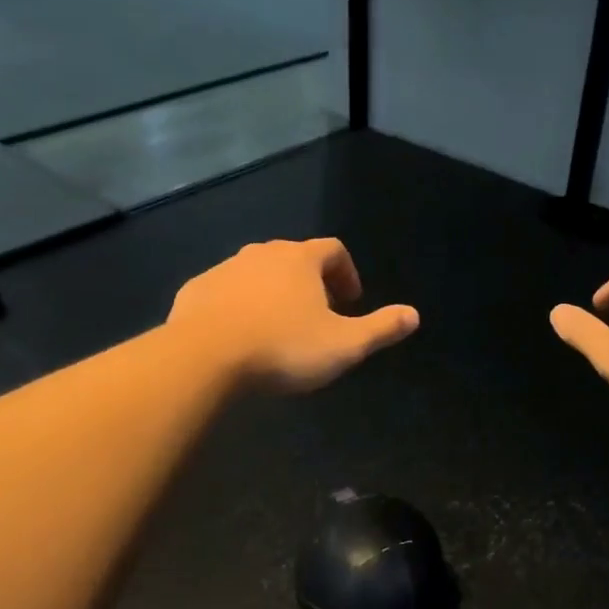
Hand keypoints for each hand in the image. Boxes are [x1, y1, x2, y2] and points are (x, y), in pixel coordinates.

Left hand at [168, 238, 419, 391]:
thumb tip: (414, 315)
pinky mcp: (194, 290)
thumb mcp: (344, 345)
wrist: (203, 358)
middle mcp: (261, 253)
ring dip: (273, 292)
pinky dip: (239, 305)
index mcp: (300, 259)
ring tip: (279, 327)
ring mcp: (224, 269)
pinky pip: (225, 291)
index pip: (333, 250)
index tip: (351, 301)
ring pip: (257, 273)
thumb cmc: (283, 348)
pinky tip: (240, 335)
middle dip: (311, 282)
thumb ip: (380, 328)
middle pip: (294, 258)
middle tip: (319, 315)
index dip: (347, 272)